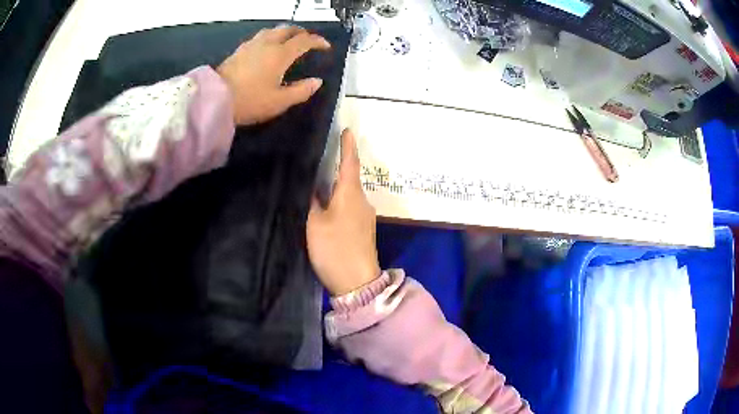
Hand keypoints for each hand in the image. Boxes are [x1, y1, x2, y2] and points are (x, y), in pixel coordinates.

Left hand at [216, 25, 330, 125]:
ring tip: (288, 41)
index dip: (317, 41)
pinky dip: (270, 38)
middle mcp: (267, 44)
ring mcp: (251, 45)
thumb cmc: (250, 101)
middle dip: (301, 32)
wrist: (215, 100)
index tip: (325, 46)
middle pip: (287, 29)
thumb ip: (301, 91)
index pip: (304, 41)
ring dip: (284, 32)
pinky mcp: (238, 51)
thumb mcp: (279, 102)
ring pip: (272, 30)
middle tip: (307, 40)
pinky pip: (259, 37)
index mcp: (280, 54)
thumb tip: (316, 82)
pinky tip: (266, 48)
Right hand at [307, 129, 380, 295]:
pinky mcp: (361, 230)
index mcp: (351, 194)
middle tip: (322, 154)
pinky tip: (325, 203)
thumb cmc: (335, 249)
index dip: (347, 145)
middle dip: (339, 164)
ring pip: (348, 193)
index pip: (350, 163)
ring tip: (318, 178)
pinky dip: (338, 199)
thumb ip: (311, 202)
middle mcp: (362, 201)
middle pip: (350, 177)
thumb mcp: (314, 224)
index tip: (346, 130)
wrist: (357, 283)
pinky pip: (349, 206)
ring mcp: (364, 216)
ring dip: (336, 184)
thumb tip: (311, 186)